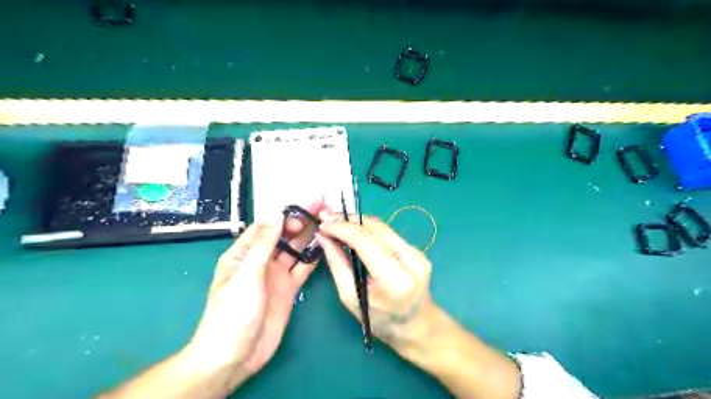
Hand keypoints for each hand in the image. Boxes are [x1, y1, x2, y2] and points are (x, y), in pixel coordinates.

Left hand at [184, 199, 324, 388]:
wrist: (235, 356)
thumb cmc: (232, 313)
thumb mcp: (246, 274)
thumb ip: (263, 245)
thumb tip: (276, 214)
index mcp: (243, 254)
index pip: (266, 227)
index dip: (284, 217)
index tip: (302, 210)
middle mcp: (261, 261)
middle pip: (283, 236)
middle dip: (300, 221)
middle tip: (321, 207)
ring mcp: (276, 275)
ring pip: (295, 250)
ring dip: (309, 236)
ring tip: (327, 221)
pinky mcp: (289, 289)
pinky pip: (303, 269)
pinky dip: (313, 258)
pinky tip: (326, 246)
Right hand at [318, 214, 439, 348]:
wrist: (417, 325)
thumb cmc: (380, 321)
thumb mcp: (351, 298)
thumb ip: (337, 263)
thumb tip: (323, 236)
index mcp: (396, 280)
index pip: (366, 241)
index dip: (342, 228)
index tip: (322, 224)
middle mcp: (412, 260)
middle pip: (376, 228)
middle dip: (348, 220)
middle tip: (327, 219)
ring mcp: (418, 253)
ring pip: (382, 227)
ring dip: (357, 223)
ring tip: (337, 223)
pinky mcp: (417, 250)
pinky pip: (387, 233)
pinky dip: (368, 230)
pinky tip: (354, 232)